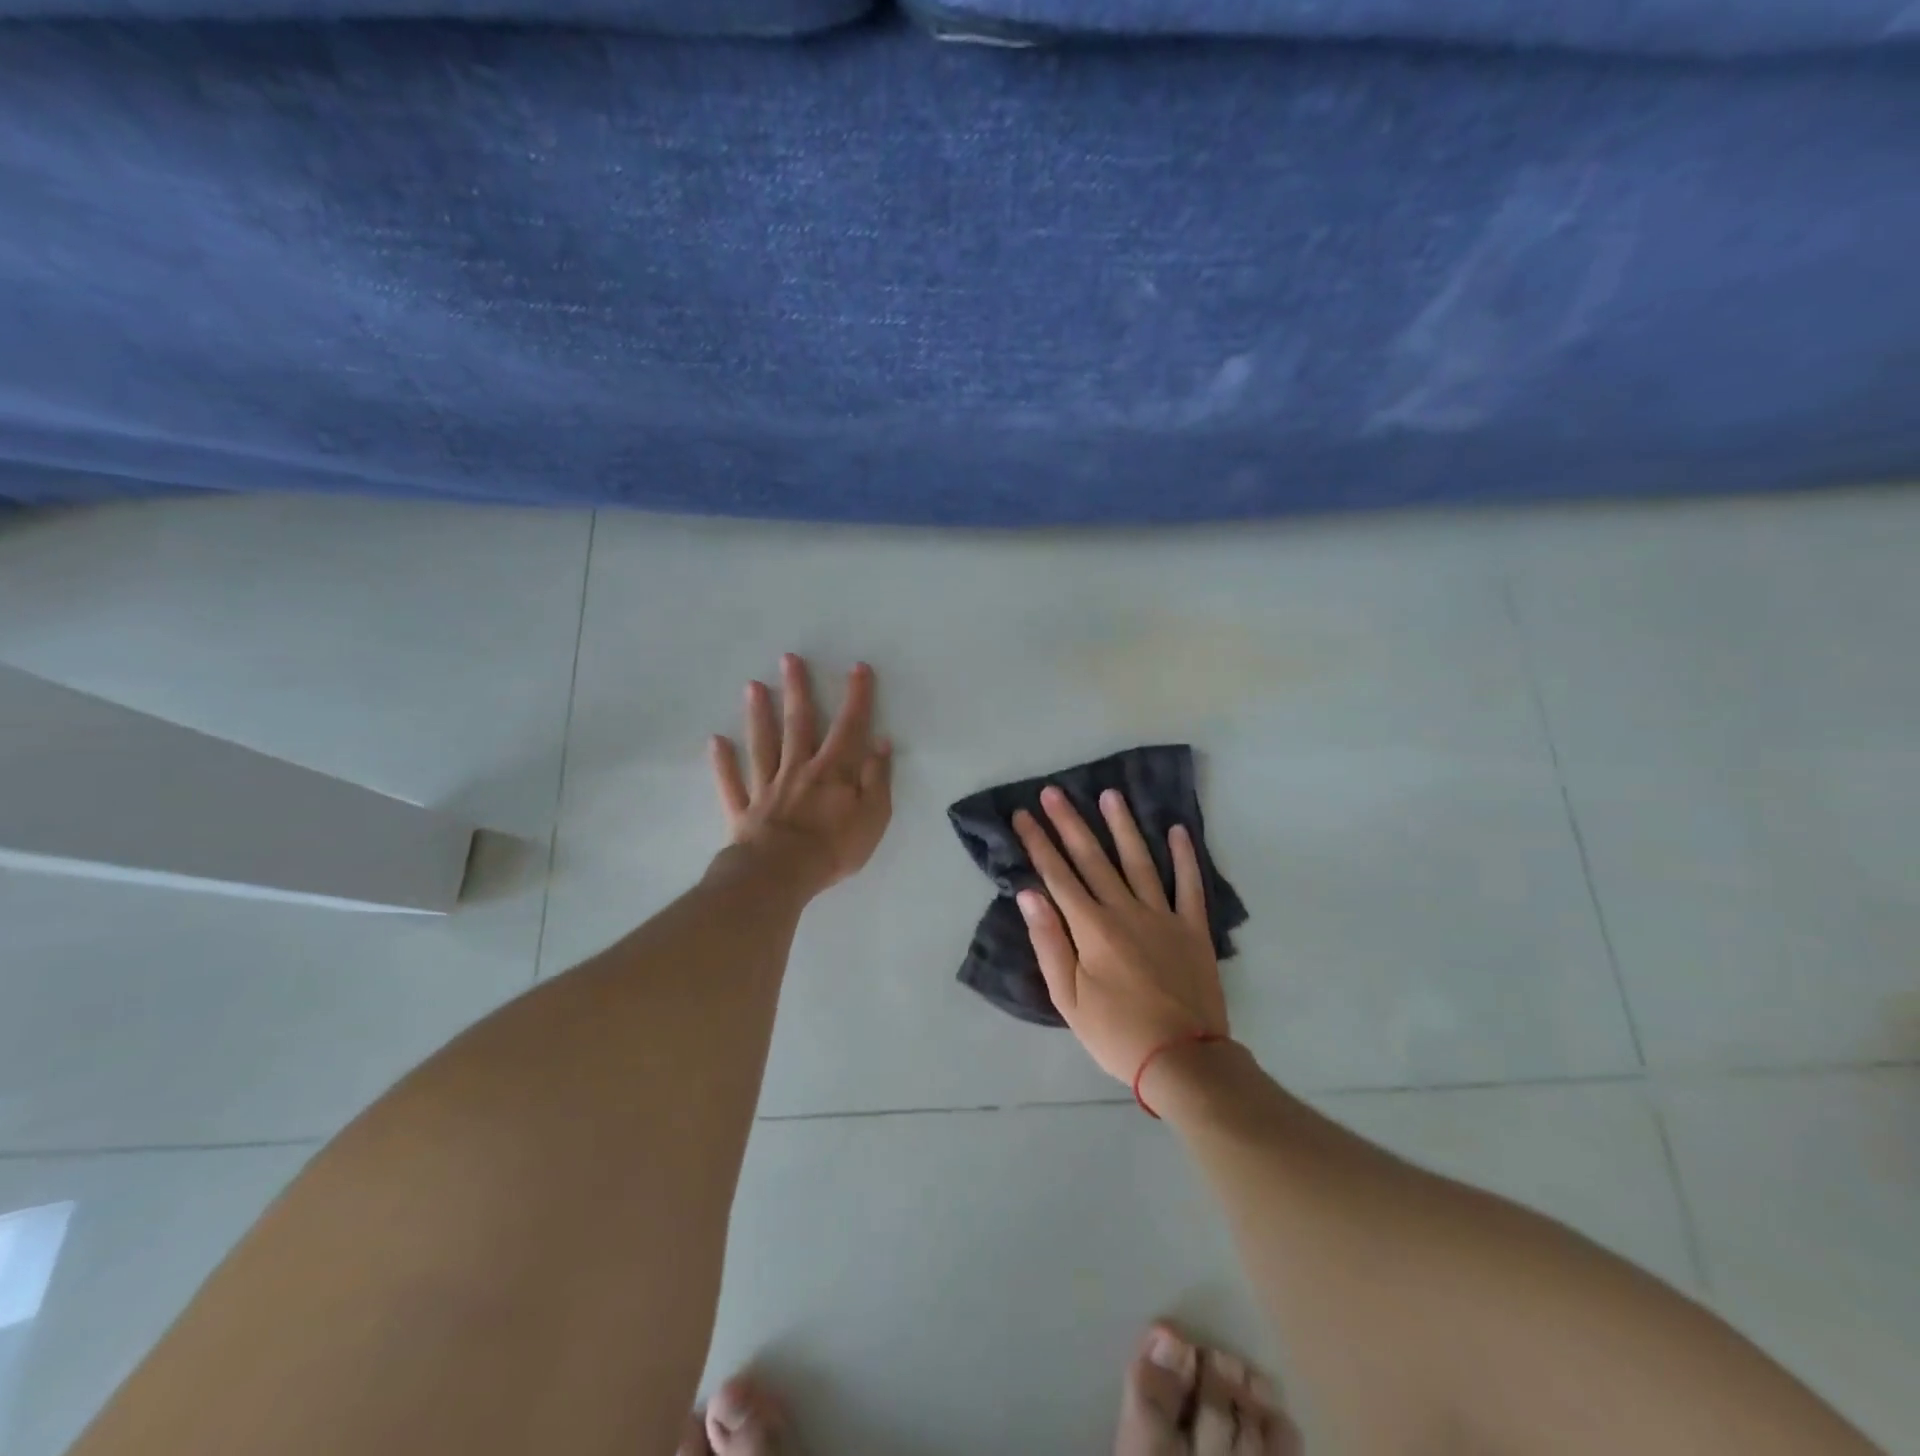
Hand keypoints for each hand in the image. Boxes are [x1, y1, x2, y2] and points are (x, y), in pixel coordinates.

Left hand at [709, 654, 892, 896]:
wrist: (781, 875)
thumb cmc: (833, 848)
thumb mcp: (873, 816)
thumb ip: (877, 778)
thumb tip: (881, 742)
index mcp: (833, 771)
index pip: (848, 727)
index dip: (856, 697)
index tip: (857, 668)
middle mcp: (798, 769)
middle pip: (798, 724)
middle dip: (796, 689)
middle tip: (789, 659)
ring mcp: (767, 787)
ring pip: (762, 744)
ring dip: (758, 714)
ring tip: (752, 686)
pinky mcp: (744, 809)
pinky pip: (732, 782)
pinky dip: (723, 763)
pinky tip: (716, 741)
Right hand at [1013, 786, 1227, 1084]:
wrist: (1183, 1060)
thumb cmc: (1116, 1033)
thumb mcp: (1068, 998)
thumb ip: (1048, 942)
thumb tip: (1029, 894)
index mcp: (1092, 928)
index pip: (1058, 875)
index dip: (1038, 843)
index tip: (1024, 815)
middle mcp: (1125, 910)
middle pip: (1093, 858)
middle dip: (1069, 823)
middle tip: (1054, 792)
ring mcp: (1163, 915)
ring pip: (1139, 861)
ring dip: (1122, 826)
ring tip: (1110, 795)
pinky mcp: (1193, 928)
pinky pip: (1189, 885)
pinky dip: (1185, 857)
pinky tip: (1177, 830)